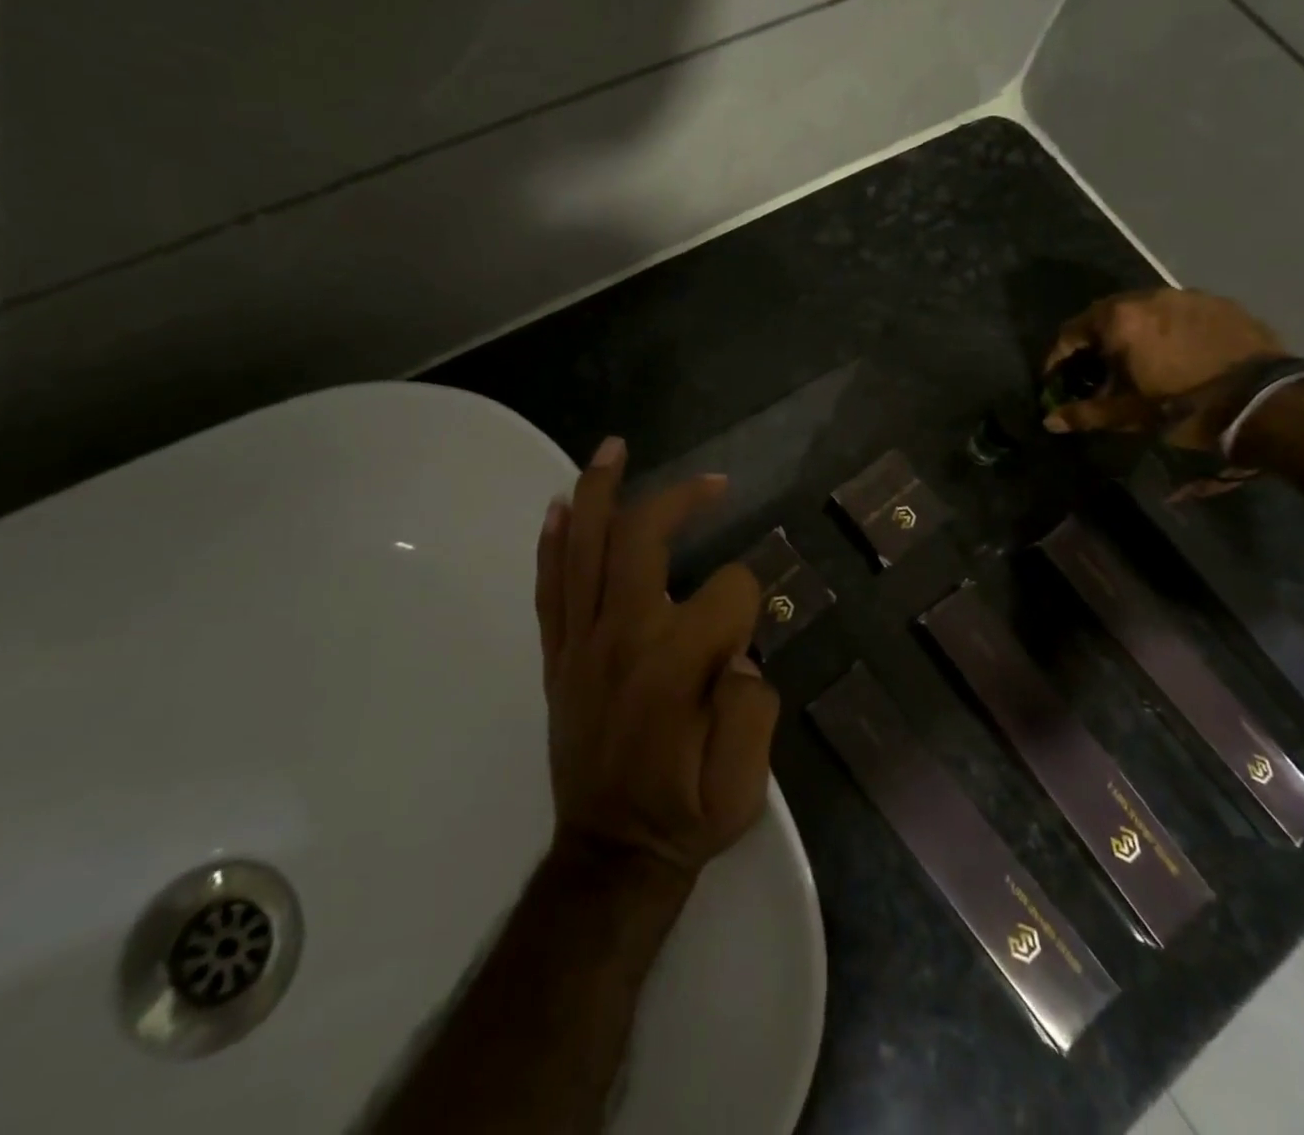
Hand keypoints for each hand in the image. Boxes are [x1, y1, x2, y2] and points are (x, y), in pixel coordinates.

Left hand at [534, 437, 776, 879]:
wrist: (610, 856)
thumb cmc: (684, 816)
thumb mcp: (743, 783)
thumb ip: (753, 707)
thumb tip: (736, 652)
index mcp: (675, 665)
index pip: (728, 592)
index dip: (752, 598)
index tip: (752, 630)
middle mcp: (622, 638)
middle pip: (643, 539)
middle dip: (681, 500)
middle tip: (713, 482)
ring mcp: (581, 643)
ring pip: (586, 548)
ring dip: (600, 492)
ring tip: (613, 448)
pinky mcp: (558, 656)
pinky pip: (550, 587)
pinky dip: (554, 542)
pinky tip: (561, 506)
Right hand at [1043, 288, 1289, 451]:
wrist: (1265, 401)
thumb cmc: (1183, 407)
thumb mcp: (1128, 415)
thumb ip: (1084, 413)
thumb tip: (1049, 420)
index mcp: (1119, 320)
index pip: (1070, 332)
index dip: (1058, 358)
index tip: (1056, 379)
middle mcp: (1148, 297)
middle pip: (1106, 316)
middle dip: (1095, 342)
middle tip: (1096, 370)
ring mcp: (1187, 296)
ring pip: (1144, 311)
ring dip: (1132, 333)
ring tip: (1137, 361)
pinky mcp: (1219, 303)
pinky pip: (1178, 313)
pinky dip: (1166, 330)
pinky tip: (1175, 354)